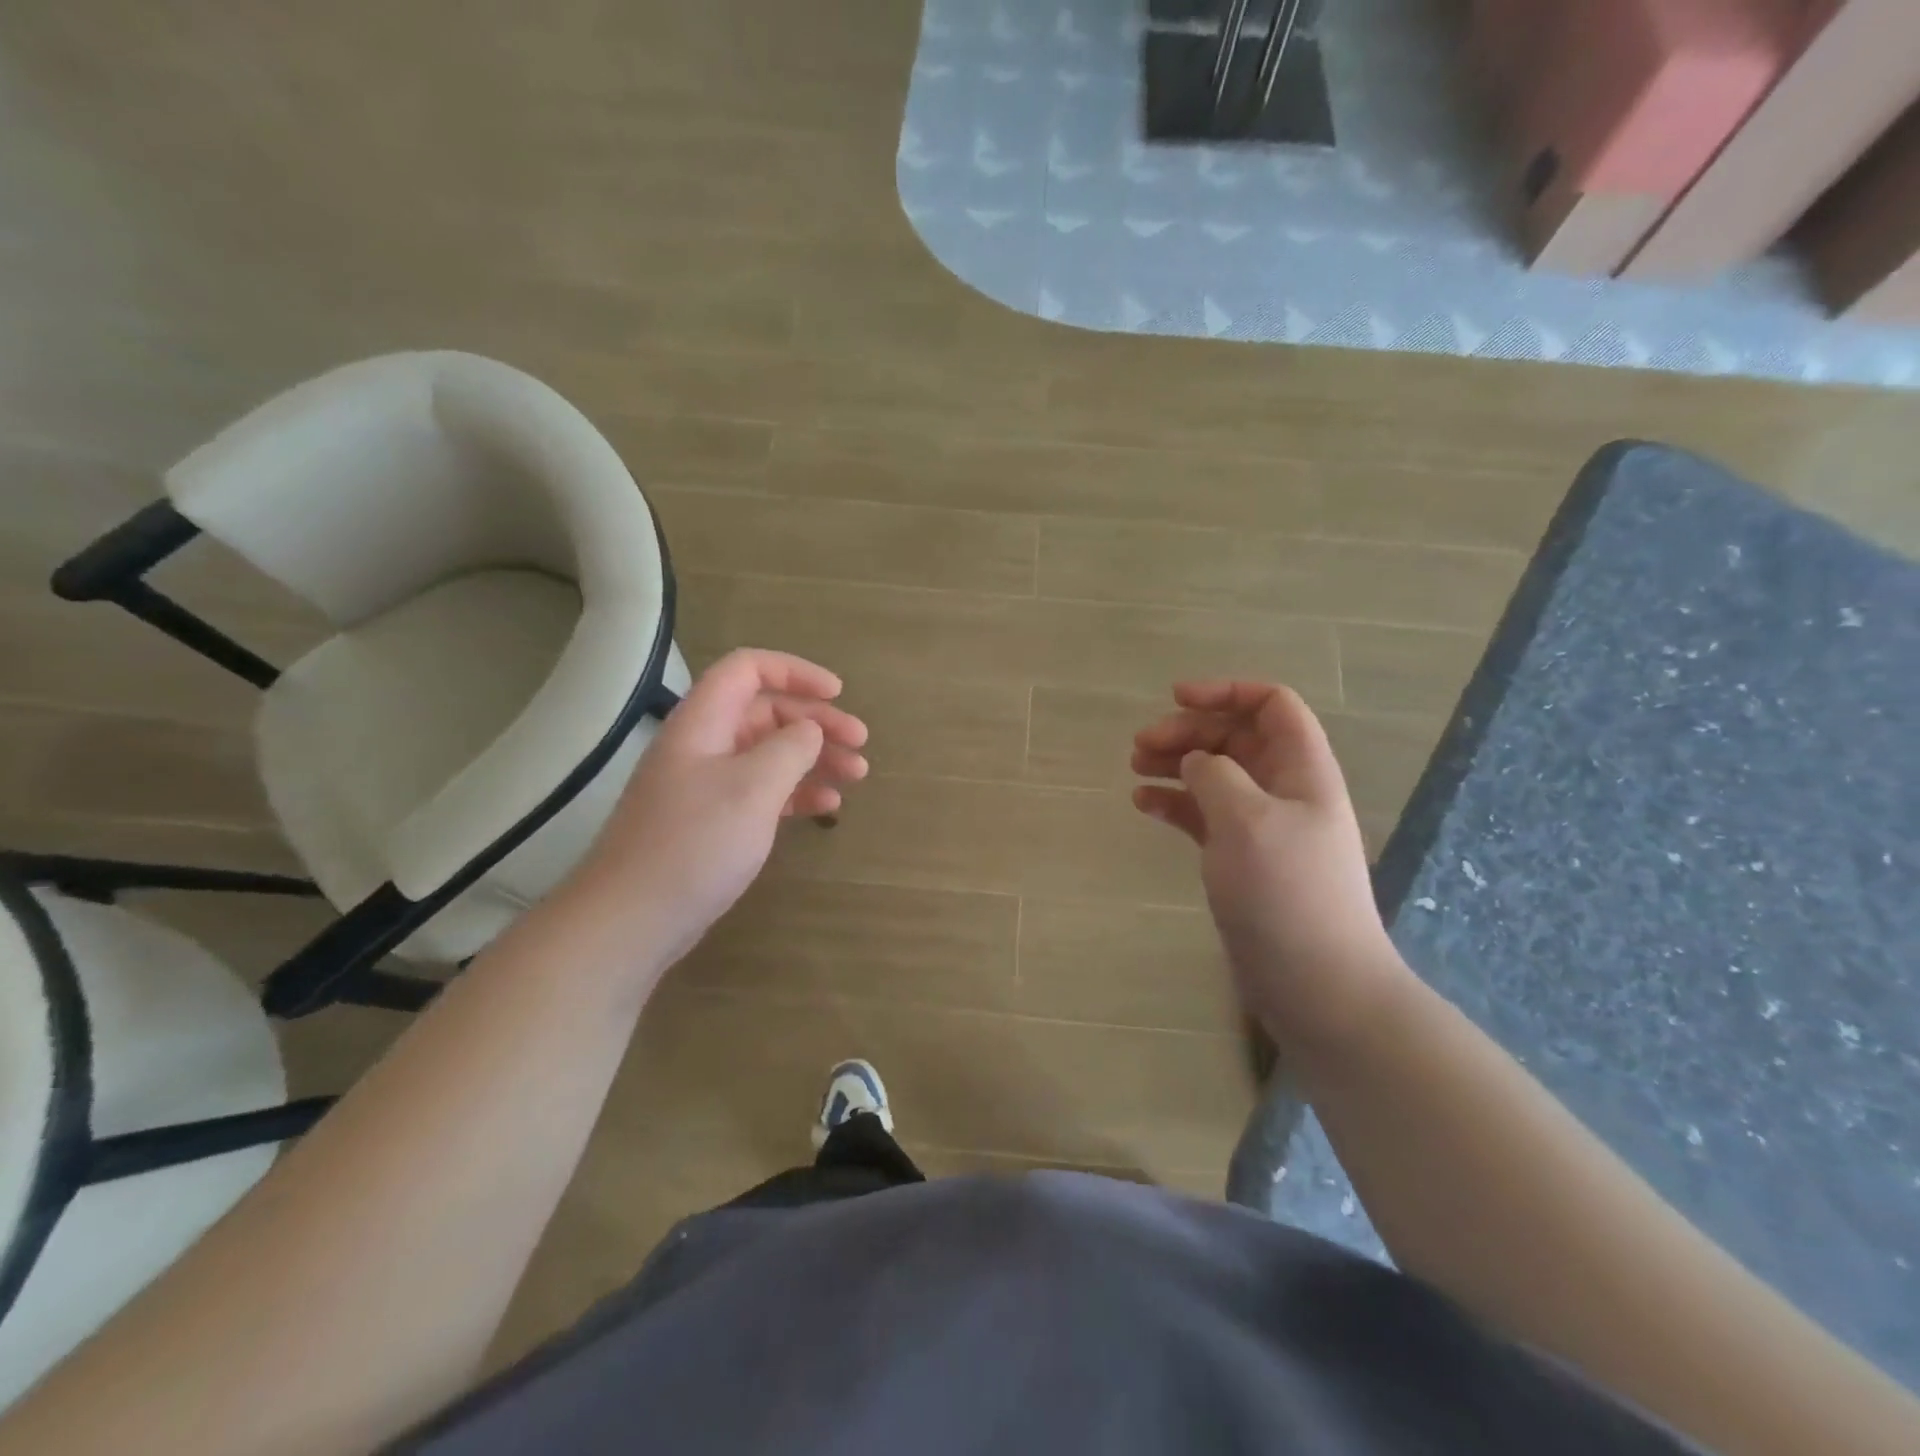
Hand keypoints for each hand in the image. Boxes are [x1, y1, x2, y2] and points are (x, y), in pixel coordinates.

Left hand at [561, 649, 868, 965]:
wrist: (631, 920)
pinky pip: (762, 791)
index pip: (748, 669)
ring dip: (814, 758)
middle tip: (860, 743)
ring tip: (856, 775)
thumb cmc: (694, 844)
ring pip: (769, 753)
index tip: (838, 694)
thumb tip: (809, 730)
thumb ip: (790, 748)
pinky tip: (827, 808)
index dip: (795, 672)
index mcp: (703, 722)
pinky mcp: (713, 821)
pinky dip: (796, 792)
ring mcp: (707, 785)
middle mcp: (704, 745)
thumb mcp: (752, 788)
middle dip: (817, 721)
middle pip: (766, 712)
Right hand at [1132, 681, 1408, 1052]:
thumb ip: (1215, 775)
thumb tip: (1195, 761)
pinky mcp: (1240, 858)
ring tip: (1134, 768)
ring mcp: (1261, 826)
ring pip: (1215, 775)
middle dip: (1188, 732)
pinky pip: (1203, 815)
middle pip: (1235, 738)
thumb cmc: (1287, 892)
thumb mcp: (1247, 820)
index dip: (1226, 692)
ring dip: (1176, 764)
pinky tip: (1144, 805)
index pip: (1271, 705)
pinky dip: (1175, 803)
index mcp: (1301, 769)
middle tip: (1140, 746)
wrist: (1317, 983)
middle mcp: (1283, 790)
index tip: (1175, 698)